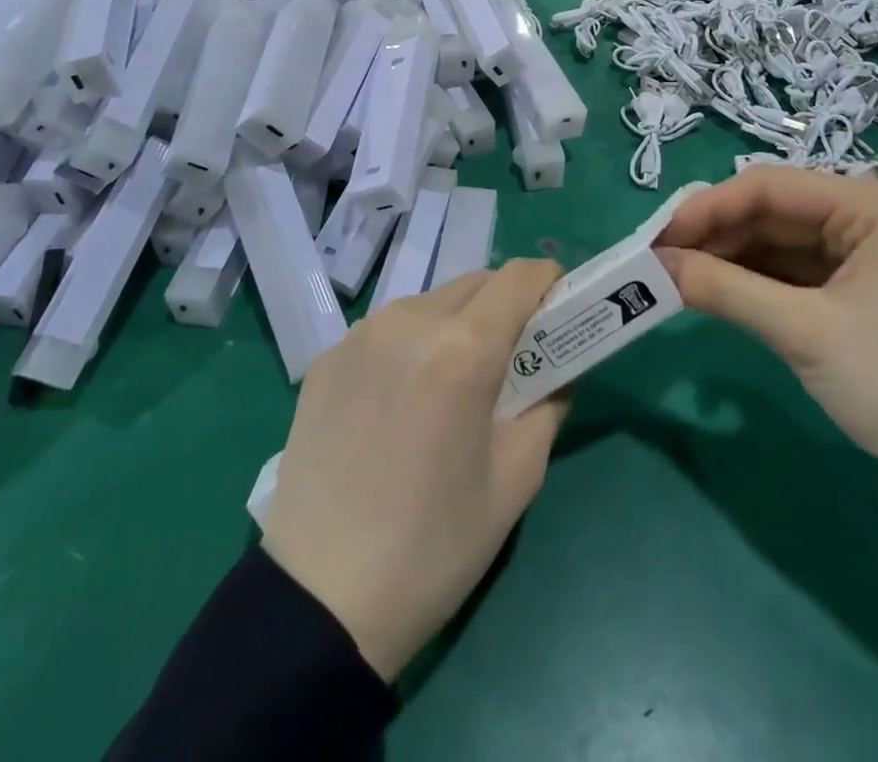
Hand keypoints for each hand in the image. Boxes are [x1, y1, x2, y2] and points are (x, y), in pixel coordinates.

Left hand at [260, 261, 570, 679]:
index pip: (519, 277)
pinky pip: (386, 331)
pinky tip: (399, 404)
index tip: (558, 310)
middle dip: (505, 306)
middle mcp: (409, 322)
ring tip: (450, 386)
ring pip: (430, 303)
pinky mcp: (326, 358)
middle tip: (511, 359)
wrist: (318, 600)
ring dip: (455, 324)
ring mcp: (360, 336)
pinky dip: (410, 346)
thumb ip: (549, 404)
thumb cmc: (434, 546)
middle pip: (475, 284)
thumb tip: (559, 367)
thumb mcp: (516, 479)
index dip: (548, 284)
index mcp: (462, 349)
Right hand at [656, 168, 877, 486]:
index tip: (655, 238)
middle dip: (715, 235)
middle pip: (774, 212)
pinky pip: (794, 272)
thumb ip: (725, 289)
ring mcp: (867, 253)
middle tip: (657, 261)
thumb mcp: (805, 332)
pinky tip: (717, 292)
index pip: (770, 187)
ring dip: (729, 258)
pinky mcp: (860, 290)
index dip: (707, 208)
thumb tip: (654, 264)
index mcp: (874, 203)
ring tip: (677, 277)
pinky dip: (753, 282)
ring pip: (779, 242)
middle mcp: (871, 216)